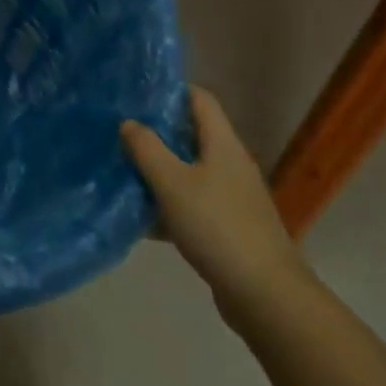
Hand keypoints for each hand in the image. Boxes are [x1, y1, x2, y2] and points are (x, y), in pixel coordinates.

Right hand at [122, 87, 309, 325]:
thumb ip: (147, 149)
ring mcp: (232, 197)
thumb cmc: (217, 226)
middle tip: (120, 134)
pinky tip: (143, 221)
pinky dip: (170, 207)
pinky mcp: (228, 227)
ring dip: (160, 172)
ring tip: (124, 173)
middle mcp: (230, 163)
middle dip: (157, 134)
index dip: (170, 90)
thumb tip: (129, 122)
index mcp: (222, 143)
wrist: (265, 295)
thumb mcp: (173, 183)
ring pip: (190, 172)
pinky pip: (193, 205)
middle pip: (192, 135)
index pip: (199, 98)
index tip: (137, 95)